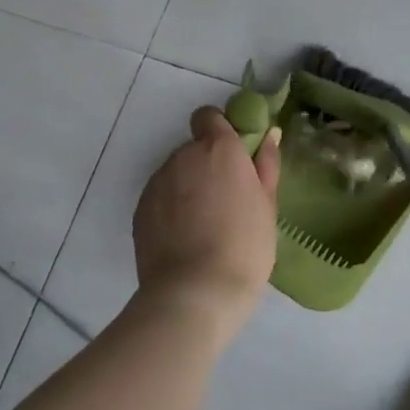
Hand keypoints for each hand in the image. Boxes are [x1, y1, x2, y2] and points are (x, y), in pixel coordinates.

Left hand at [132, 107, 281, 337]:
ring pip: (176, 173)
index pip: (209, 116)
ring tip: (205, 224)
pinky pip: (160, 197)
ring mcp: (157, 182)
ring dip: (189, 186)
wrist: (194, 293)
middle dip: (208, 164)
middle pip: (194, 148)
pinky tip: (186, 238)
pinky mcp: (140, 209)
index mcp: (219, 149)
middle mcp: (183, 156)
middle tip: (227, 199)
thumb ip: (266, 165)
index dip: (220, 129)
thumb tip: (269, 135)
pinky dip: (171, 208)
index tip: (234, 154)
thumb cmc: (244, 245)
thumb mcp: (267, 205)